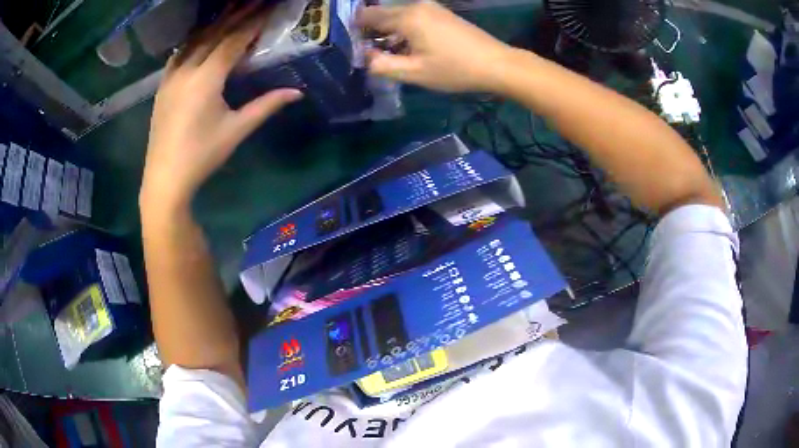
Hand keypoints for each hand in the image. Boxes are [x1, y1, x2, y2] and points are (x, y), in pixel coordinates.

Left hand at [142, 8, 302, 209]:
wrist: (164, 179)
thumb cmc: (202, 156)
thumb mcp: (236, 130)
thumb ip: (266, 106)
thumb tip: (298, 92)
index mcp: (206, 78)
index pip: (234, 39)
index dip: (253, 21)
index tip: (269, 6)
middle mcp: (187, 69)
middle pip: (215, 33)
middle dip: (237, 13)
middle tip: (255, 0)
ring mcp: (171, 76)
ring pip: (196, 39)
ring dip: (216, 23)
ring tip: (232, 9)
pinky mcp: (163, 85)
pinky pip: (180, 53)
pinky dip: (195, 39)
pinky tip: (202, 36)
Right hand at [357, 1, 511, 92]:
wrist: (497, 64)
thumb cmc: (455, 69)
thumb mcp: (414, 73)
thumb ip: (382, 65)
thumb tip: (364, 58)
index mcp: (406, 17)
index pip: (367, 16)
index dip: (355, 31)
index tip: (352, 48)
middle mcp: (416, 5)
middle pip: (381, 13)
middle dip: (371, 31)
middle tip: (368, 53)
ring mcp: (431, 7)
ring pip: (397, 14)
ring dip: (388, 31)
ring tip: (387, 53)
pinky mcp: (441, 13)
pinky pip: (412, 16)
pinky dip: (403, 28)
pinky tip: (407, 46)